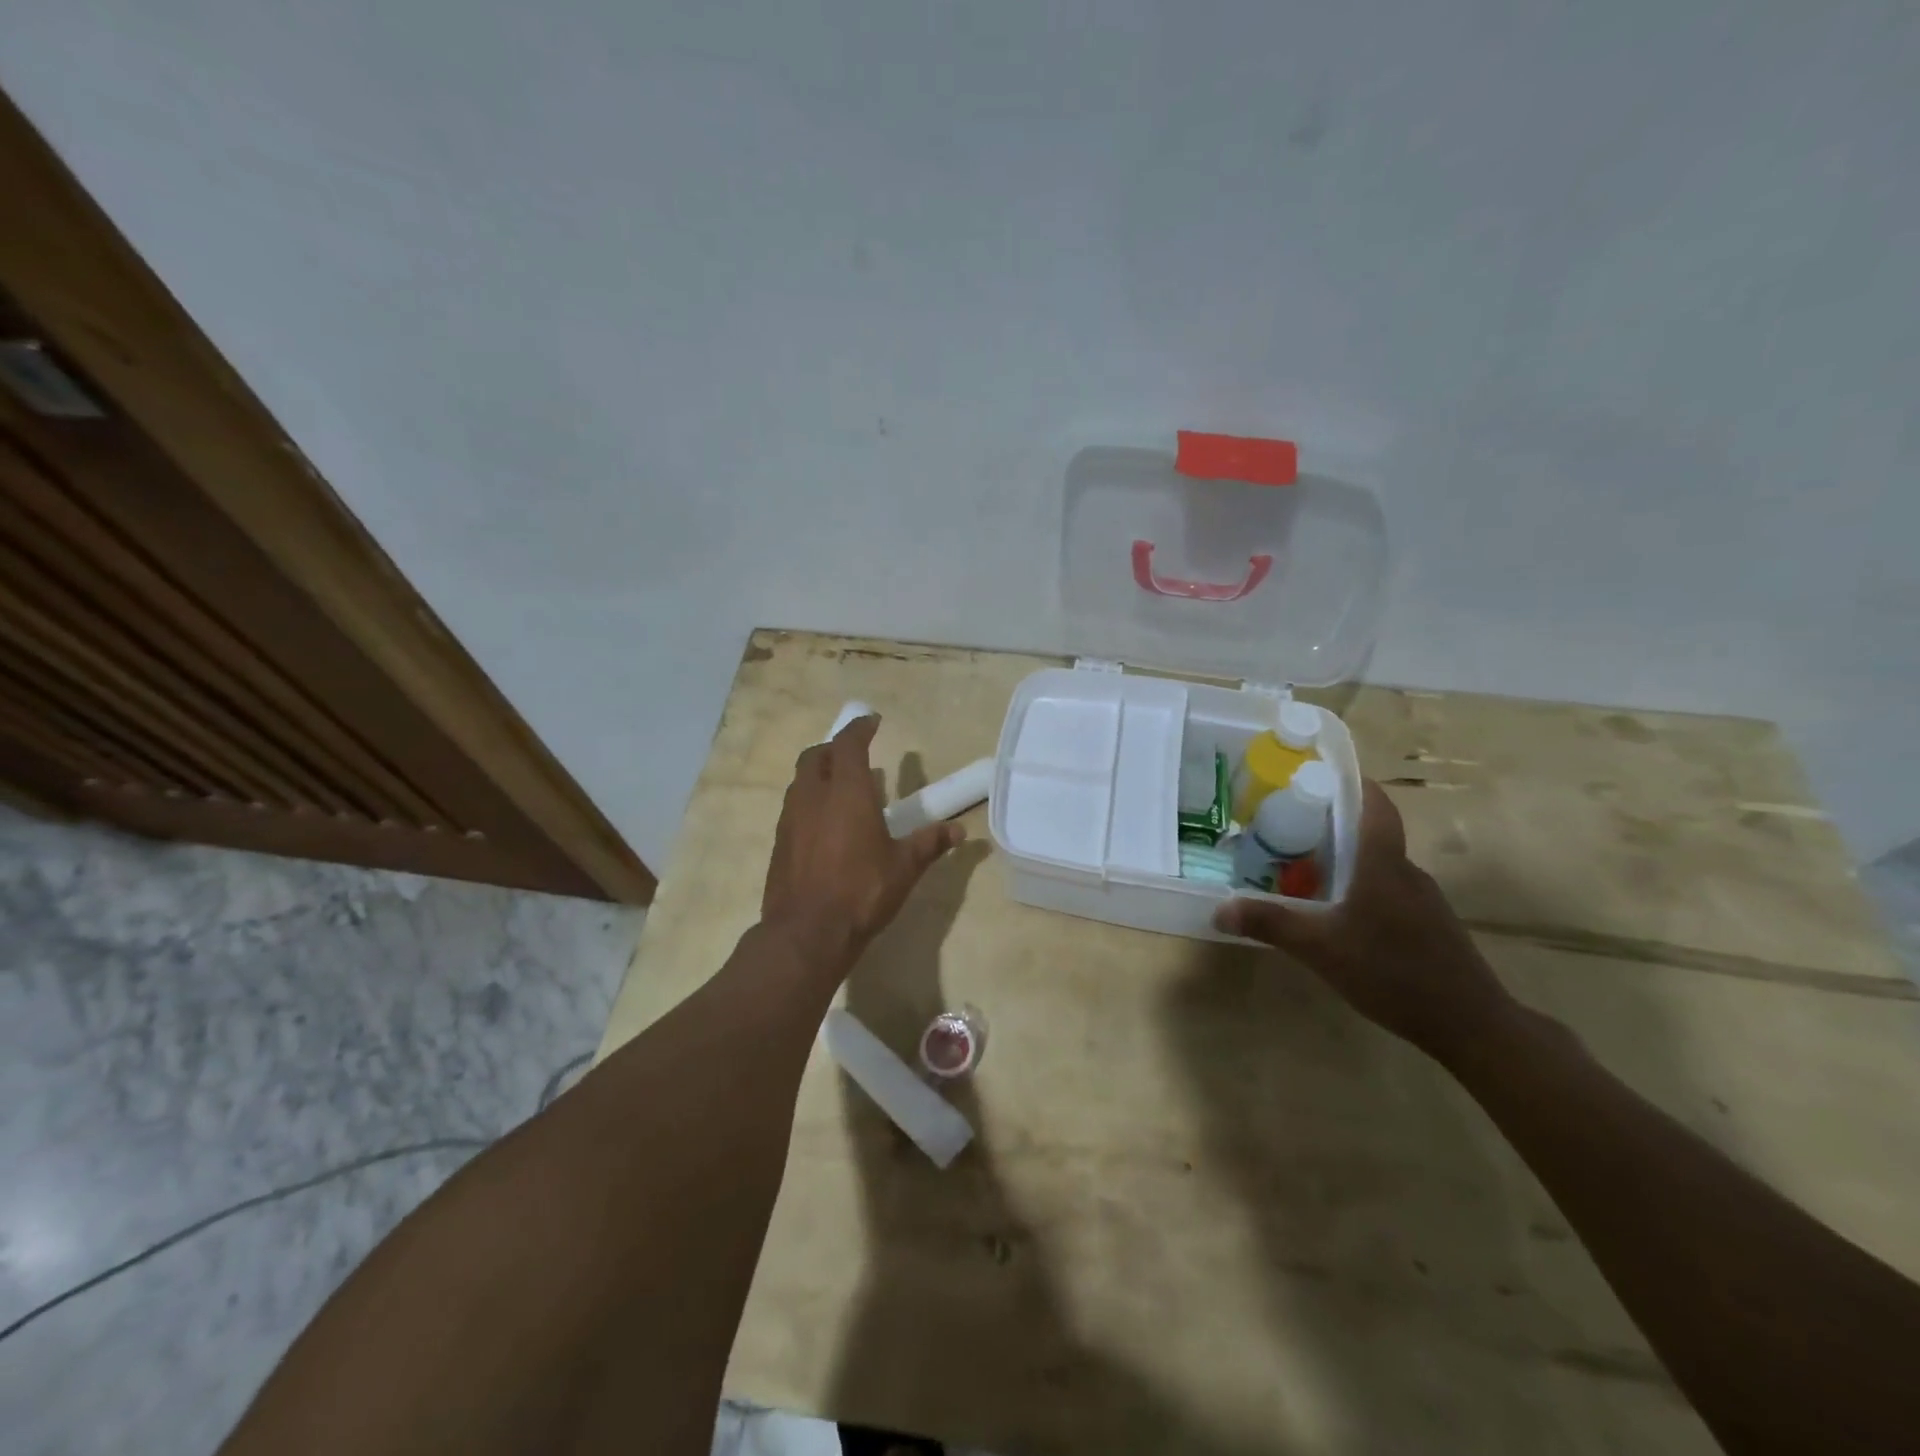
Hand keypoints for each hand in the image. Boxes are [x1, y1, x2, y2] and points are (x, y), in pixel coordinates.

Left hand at [762, 715, 963, 981]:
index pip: (848, 744)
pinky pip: (793, 807)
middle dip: (834, 749)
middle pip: (815, 756)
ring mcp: (790, 819)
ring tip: (840, 789)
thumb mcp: (904, 867)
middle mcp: (813, 796)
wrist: (806, 933)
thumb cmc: (862, 891)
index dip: (860, 728)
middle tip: (855, 756)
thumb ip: (930, 843)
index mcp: (847, 792)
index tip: (872, 722)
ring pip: (800, 781)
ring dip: (818, 774)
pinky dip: (809, 801)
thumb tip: (959, 830)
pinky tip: (824, 824)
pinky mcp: (779, 842)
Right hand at [1213, 779, 1514, 1058]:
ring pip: (1380, 868)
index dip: (1355, 783)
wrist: (1470, 1024)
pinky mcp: (1430, 927)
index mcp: (1383, 864)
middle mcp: (1407, 873)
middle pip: (1372, 836)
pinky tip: (1340, 918)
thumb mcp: (1320, 948)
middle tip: (1291, 830)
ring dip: (1348, 863)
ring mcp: (1423, 902)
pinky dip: (1363, 892)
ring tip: (1306, 873)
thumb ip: (1270, 924)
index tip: (1322, 775)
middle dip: (1334, 828)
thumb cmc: (1392, 971)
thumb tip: (1219, 909)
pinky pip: (1390, 894)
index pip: (1376, 806)